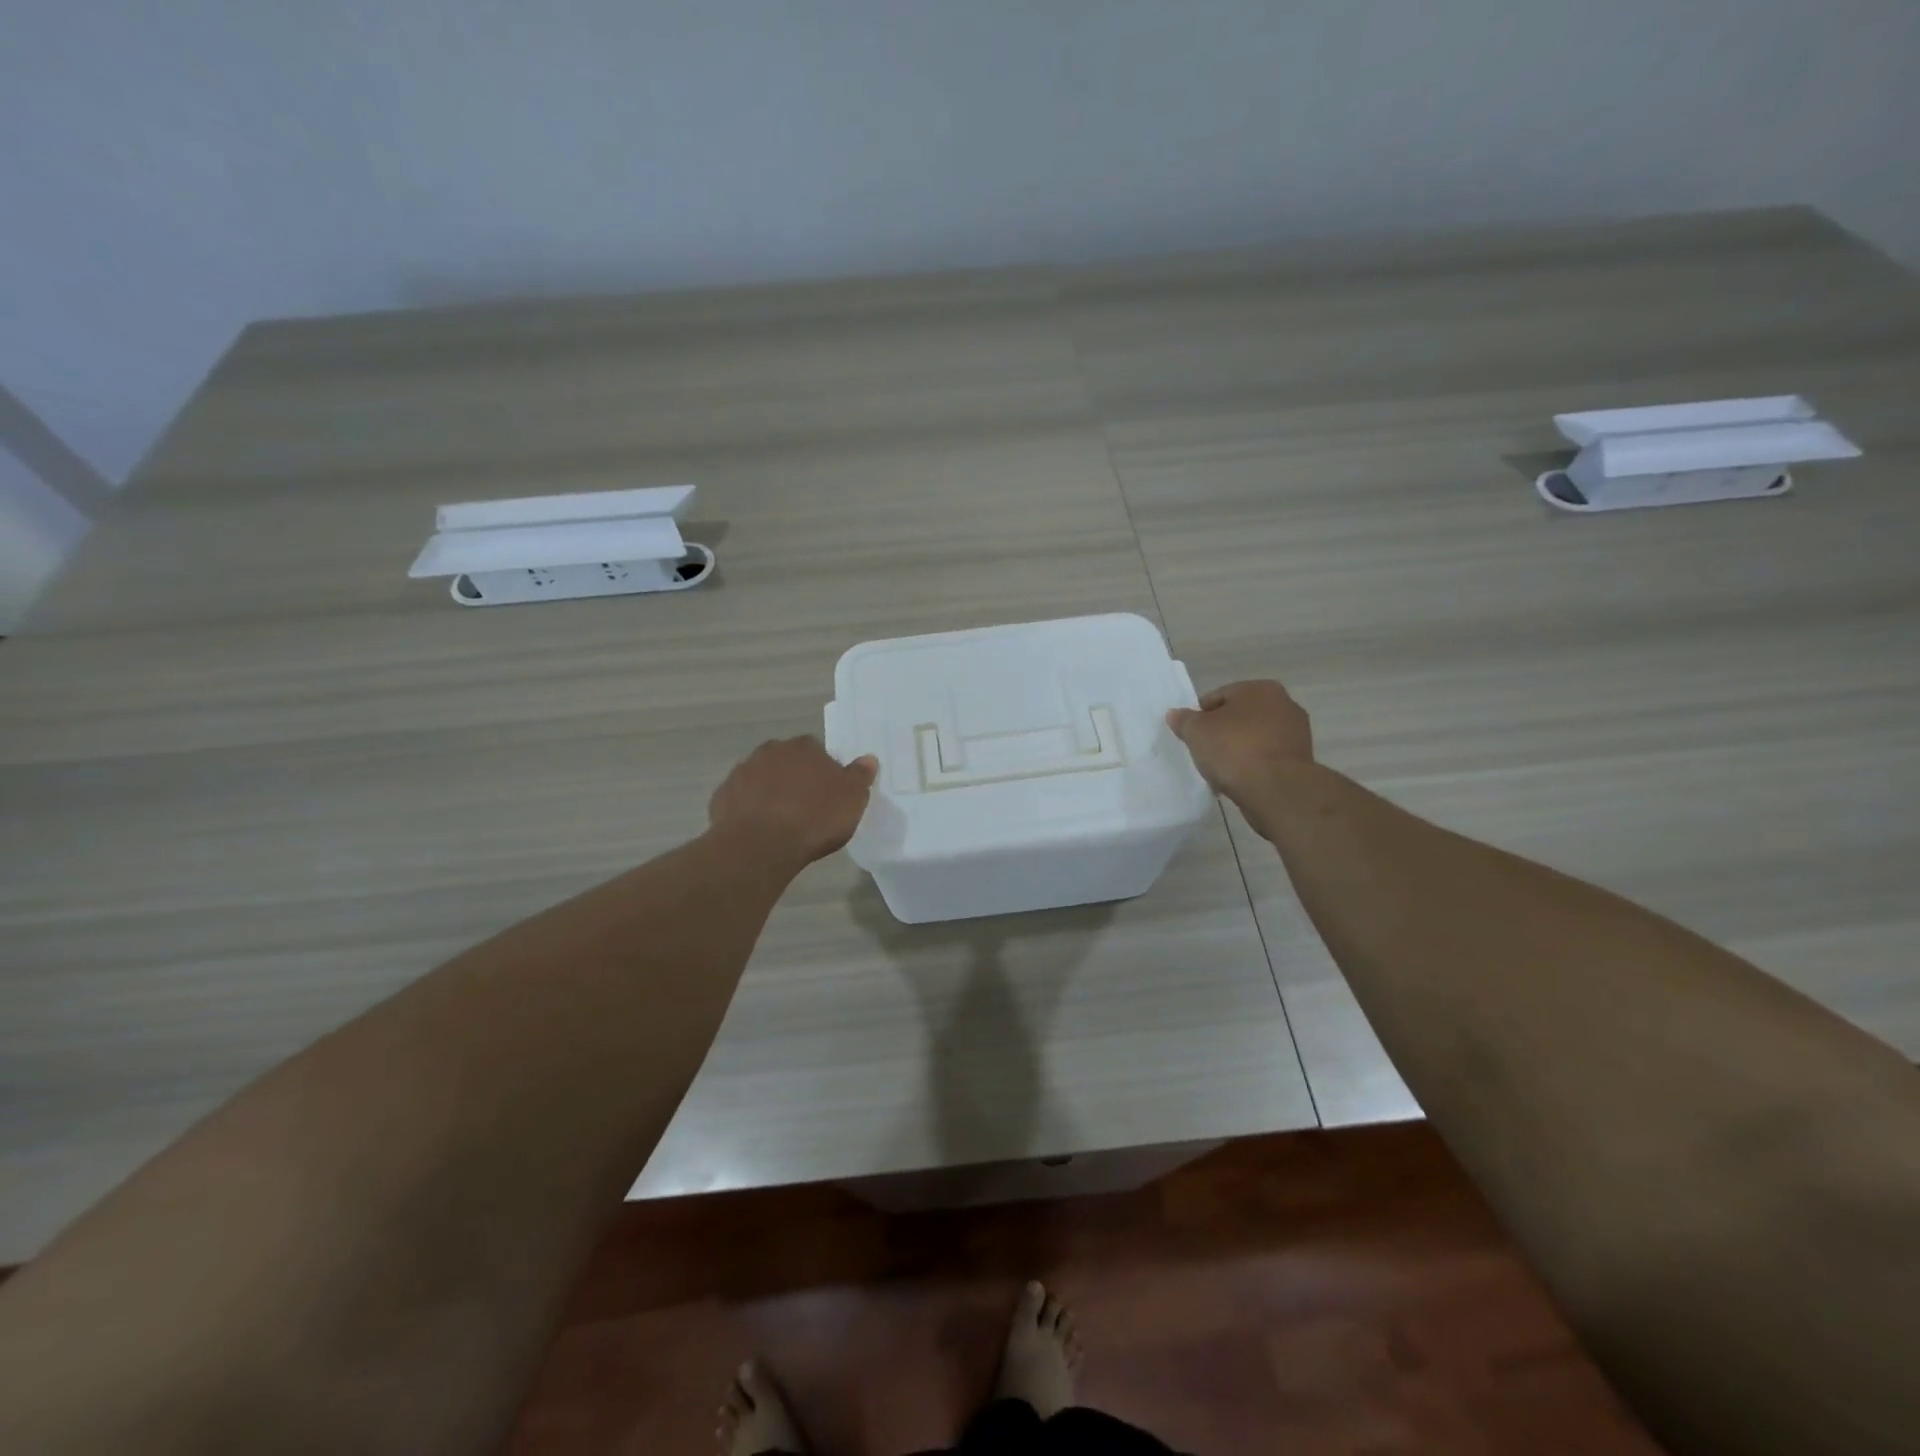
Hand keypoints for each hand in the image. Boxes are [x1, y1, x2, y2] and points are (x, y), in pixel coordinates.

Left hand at [708, 737, 878, 870]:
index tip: (829, 794)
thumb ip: (860, 776)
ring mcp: (742, 773)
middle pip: (786, 761)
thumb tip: (868, 759)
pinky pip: (741, 800)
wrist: (761, 845)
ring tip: (782, 821)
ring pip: (761, 778)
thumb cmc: (814, 818)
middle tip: (806, 806)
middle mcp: (770, 751)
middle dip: (794, 778)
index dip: (823, 771)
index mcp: (803, 747)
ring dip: (770, 792)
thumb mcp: (852, 799)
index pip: (817, 751)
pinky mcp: (722, 797)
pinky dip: (749, 809)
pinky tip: (759, 830)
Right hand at [1166, 680, 1314, 806]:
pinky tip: (1239, 780)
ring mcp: (1296, 733)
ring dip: (1238, 750)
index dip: (1200, 715)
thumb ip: (1184, 720)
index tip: (1190, 735)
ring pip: (1254, 738)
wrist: (1276, 789)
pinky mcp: (1301, 760)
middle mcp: (1284, 704)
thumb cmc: (1234, 749)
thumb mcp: (1196, 732)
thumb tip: (1175, 714)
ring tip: (1221, 770)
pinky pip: (1267, 758)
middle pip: (1239, 717)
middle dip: (1222, 732)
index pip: (1219, 696)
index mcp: (1260, 689)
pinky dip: (1253, 765)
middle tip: (1204, 751)